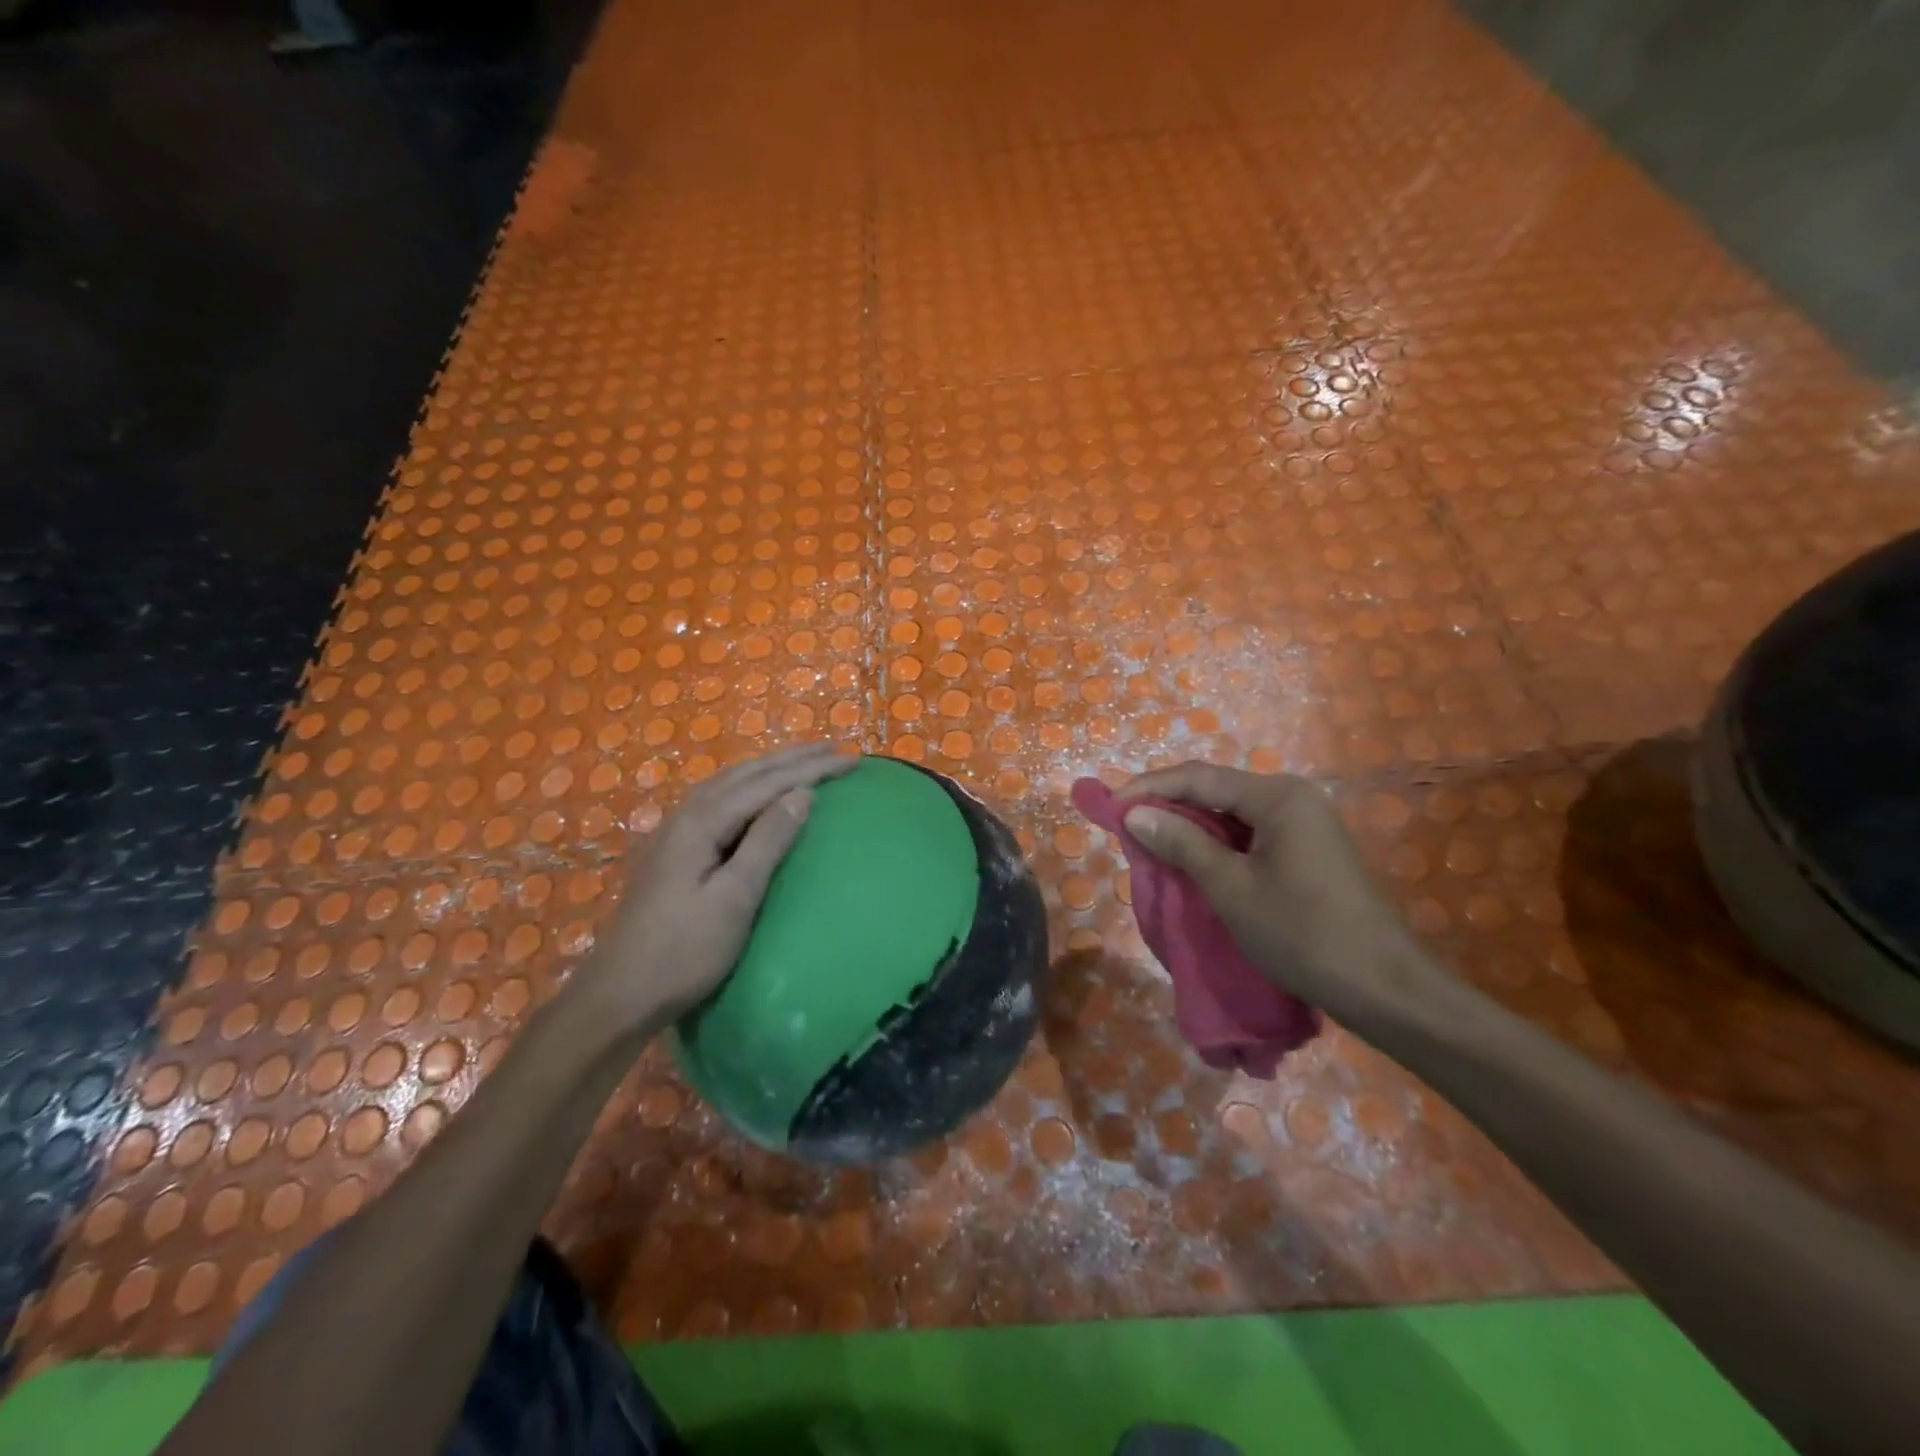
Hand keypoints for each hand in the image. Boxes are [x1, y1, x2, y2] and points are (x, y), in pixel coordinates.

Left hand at [583, 743, 858, 1027]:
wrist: (620, 994)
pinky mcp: (673, 850)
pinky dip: (750, 786)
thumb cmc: (684, 951)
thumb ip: (768, 841)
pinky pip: (720, 799)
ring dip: (771, 768)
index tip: (851, 759)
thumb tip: (803, 794)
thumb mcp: (735, 898)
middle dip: (793, 758)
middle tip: (835, 748)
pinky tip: (757, 794)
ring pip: (730, 783)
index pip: (767, 783)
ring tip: (804, 760)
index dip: (811, 769)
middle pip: (747, 774)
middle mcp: (685, 815)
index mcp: (701, 822)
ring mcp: (674, 831)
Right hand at [1117, 762, 1454, 1030]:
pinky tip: (1191, 862)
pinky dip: (1215, 845)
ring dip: (1189, 827)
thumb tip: (1135, 813)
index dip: (1149, 788)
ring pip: (1230, 814)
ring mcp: (1303, 824)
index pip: (1198, 777)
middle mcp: (1292, 798)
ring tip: (1149, 845)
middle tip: (1125, 827)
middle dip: (1167, 805)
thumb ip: (1182, 844)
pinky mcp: (1306, 850)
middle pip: (1215, 790)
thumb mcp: (1231, 889)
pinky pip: (1248, 835)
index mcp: (1277, 796)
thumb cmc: (1302, 934)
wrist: (1383, 988)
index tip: (1109, 807)